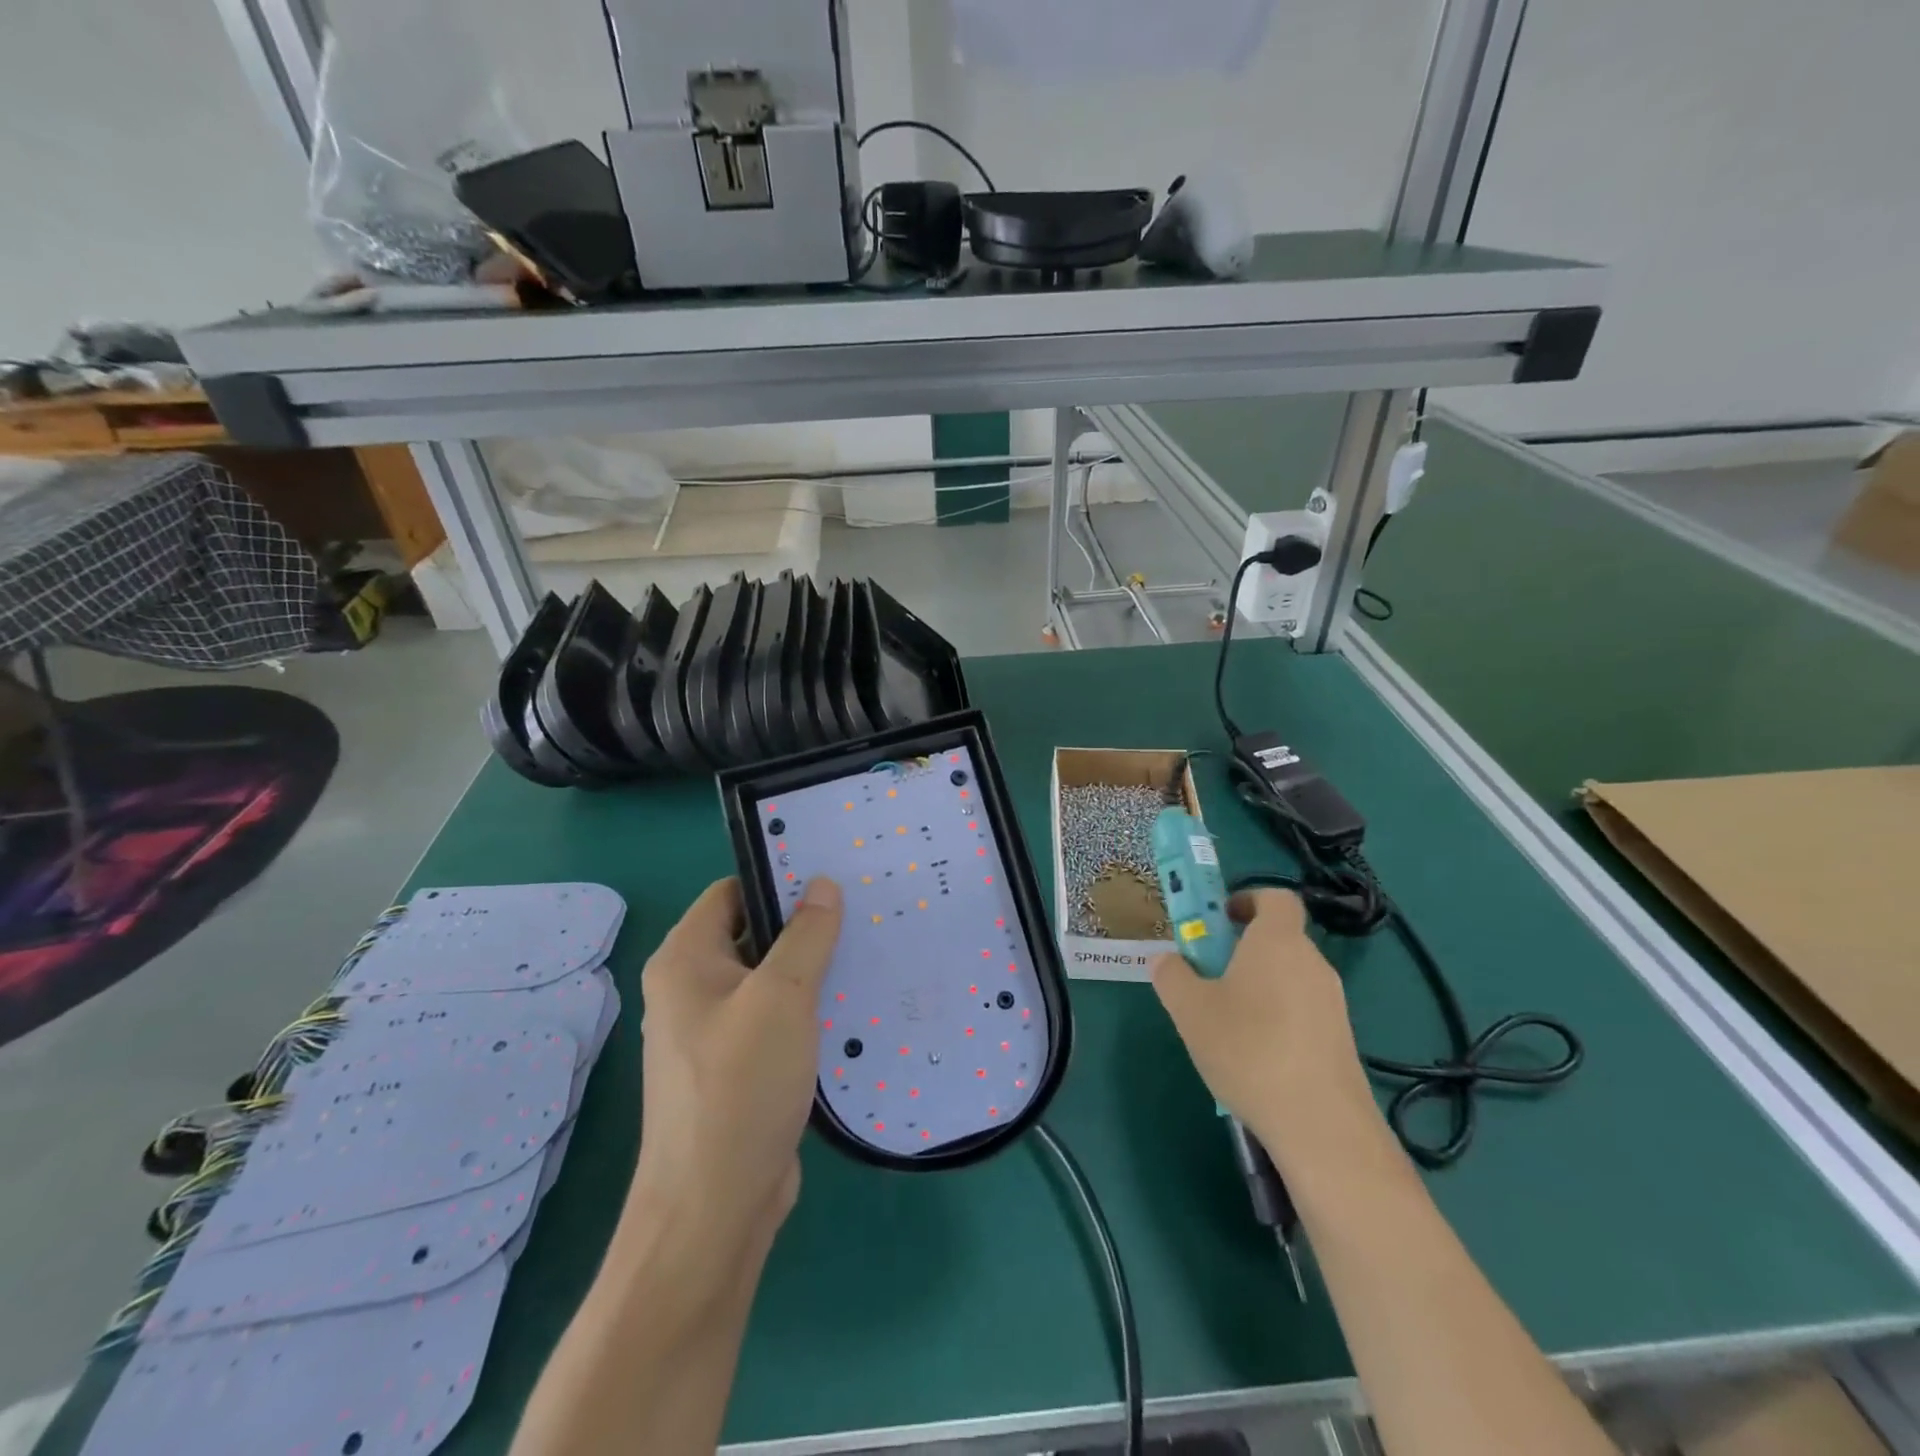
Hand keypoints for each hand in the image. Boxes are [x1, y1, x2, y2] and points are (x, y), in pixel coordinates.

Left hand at [630, 877, 843, 1254]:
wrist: (714, 1207)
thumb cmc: (740, 1085)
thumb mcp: (783, 996)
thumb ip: (807, 935)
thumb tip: (823, 884)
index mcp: (685, 961)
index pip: (730, 893)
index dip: (776, 879)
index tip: (830, 876)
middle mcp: (691, 990)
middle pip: (751, 935)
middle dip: (802, 925)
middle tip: (860, 911)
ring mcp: (713, 1032)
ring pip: (768, 980)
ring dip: (810, 969)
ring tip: (866, 951)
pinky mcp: (737, 1068)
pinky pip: (775, 1020)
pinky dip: (807, 1010)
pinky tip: (851, 1007)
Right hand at [1151, 888, 1377, 1174]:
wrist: (1320, 1125)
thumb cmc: (1248, 1049)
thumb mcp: (1189, 1009)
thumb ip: (1171, 974)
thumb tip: (1167, 960)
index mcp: (1277, 941)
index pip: (1275, 898)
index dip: (1246, 900)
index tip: (1218, 920)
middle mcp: (1312, 963)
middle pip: (1277, 939)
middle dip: (1241, 949)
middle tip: (1207, 976)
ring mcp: (1332, 1003)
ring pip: (1287, 978)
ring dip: (1256, 986)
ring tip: (1225, 1025)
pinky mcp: (1340, 1040)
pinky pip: (1301, 1011)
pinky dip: (1276, 1018)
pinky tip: (1253, 1057)